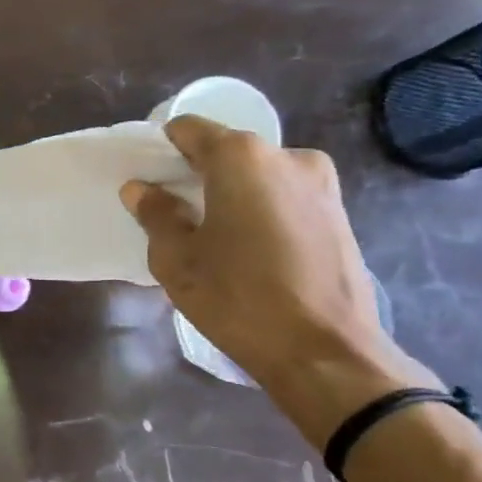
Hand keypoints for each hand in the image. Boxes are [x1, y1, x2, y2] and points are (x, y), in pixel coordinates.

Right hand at [119, 117, 436, 442]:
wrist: (325, 351)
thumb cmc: (238, 298)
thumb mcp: (177, 260)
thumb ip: (155, 214)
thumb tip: (141, 189)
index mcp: (241, 157)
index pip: (188, 129)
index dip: (163, 152)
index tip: (151, 183)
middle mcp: (286, 156)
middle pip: (227, 151)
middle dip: (198, 175)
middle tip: (178, 215)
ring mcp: (321, 184)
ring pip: (258, 175)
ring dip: (232, 194)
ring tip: (216, 238)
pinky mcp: (339, 214)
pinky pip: (284, 197)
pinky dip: (261, 211)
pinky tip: (251, 251)